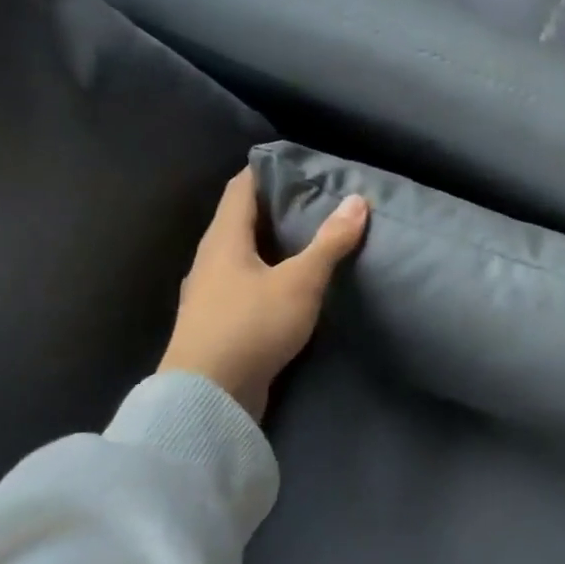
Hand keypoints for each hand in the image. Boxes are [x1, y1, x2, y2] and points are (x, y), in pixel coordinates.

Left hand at [159, 169, 368, 420]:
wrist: (207, 399)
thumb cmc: (252, 326)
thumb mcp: (301, 281)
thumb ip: (330, 242)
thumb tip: (357, 200)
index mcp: (223, 240)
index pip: (240, 188)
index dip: (265, 171)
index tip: (295, 164)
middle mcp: (209, 261)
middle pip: (240, 221)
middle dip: (273, 208)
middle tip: (313, 200)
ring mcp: (208, 295)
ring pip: (241, 256)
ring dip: (269, 245)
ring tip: (306, 240)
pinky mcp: (215, 324)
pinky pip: (242, 285)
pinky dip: (265, 275)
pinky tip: (287, 285)